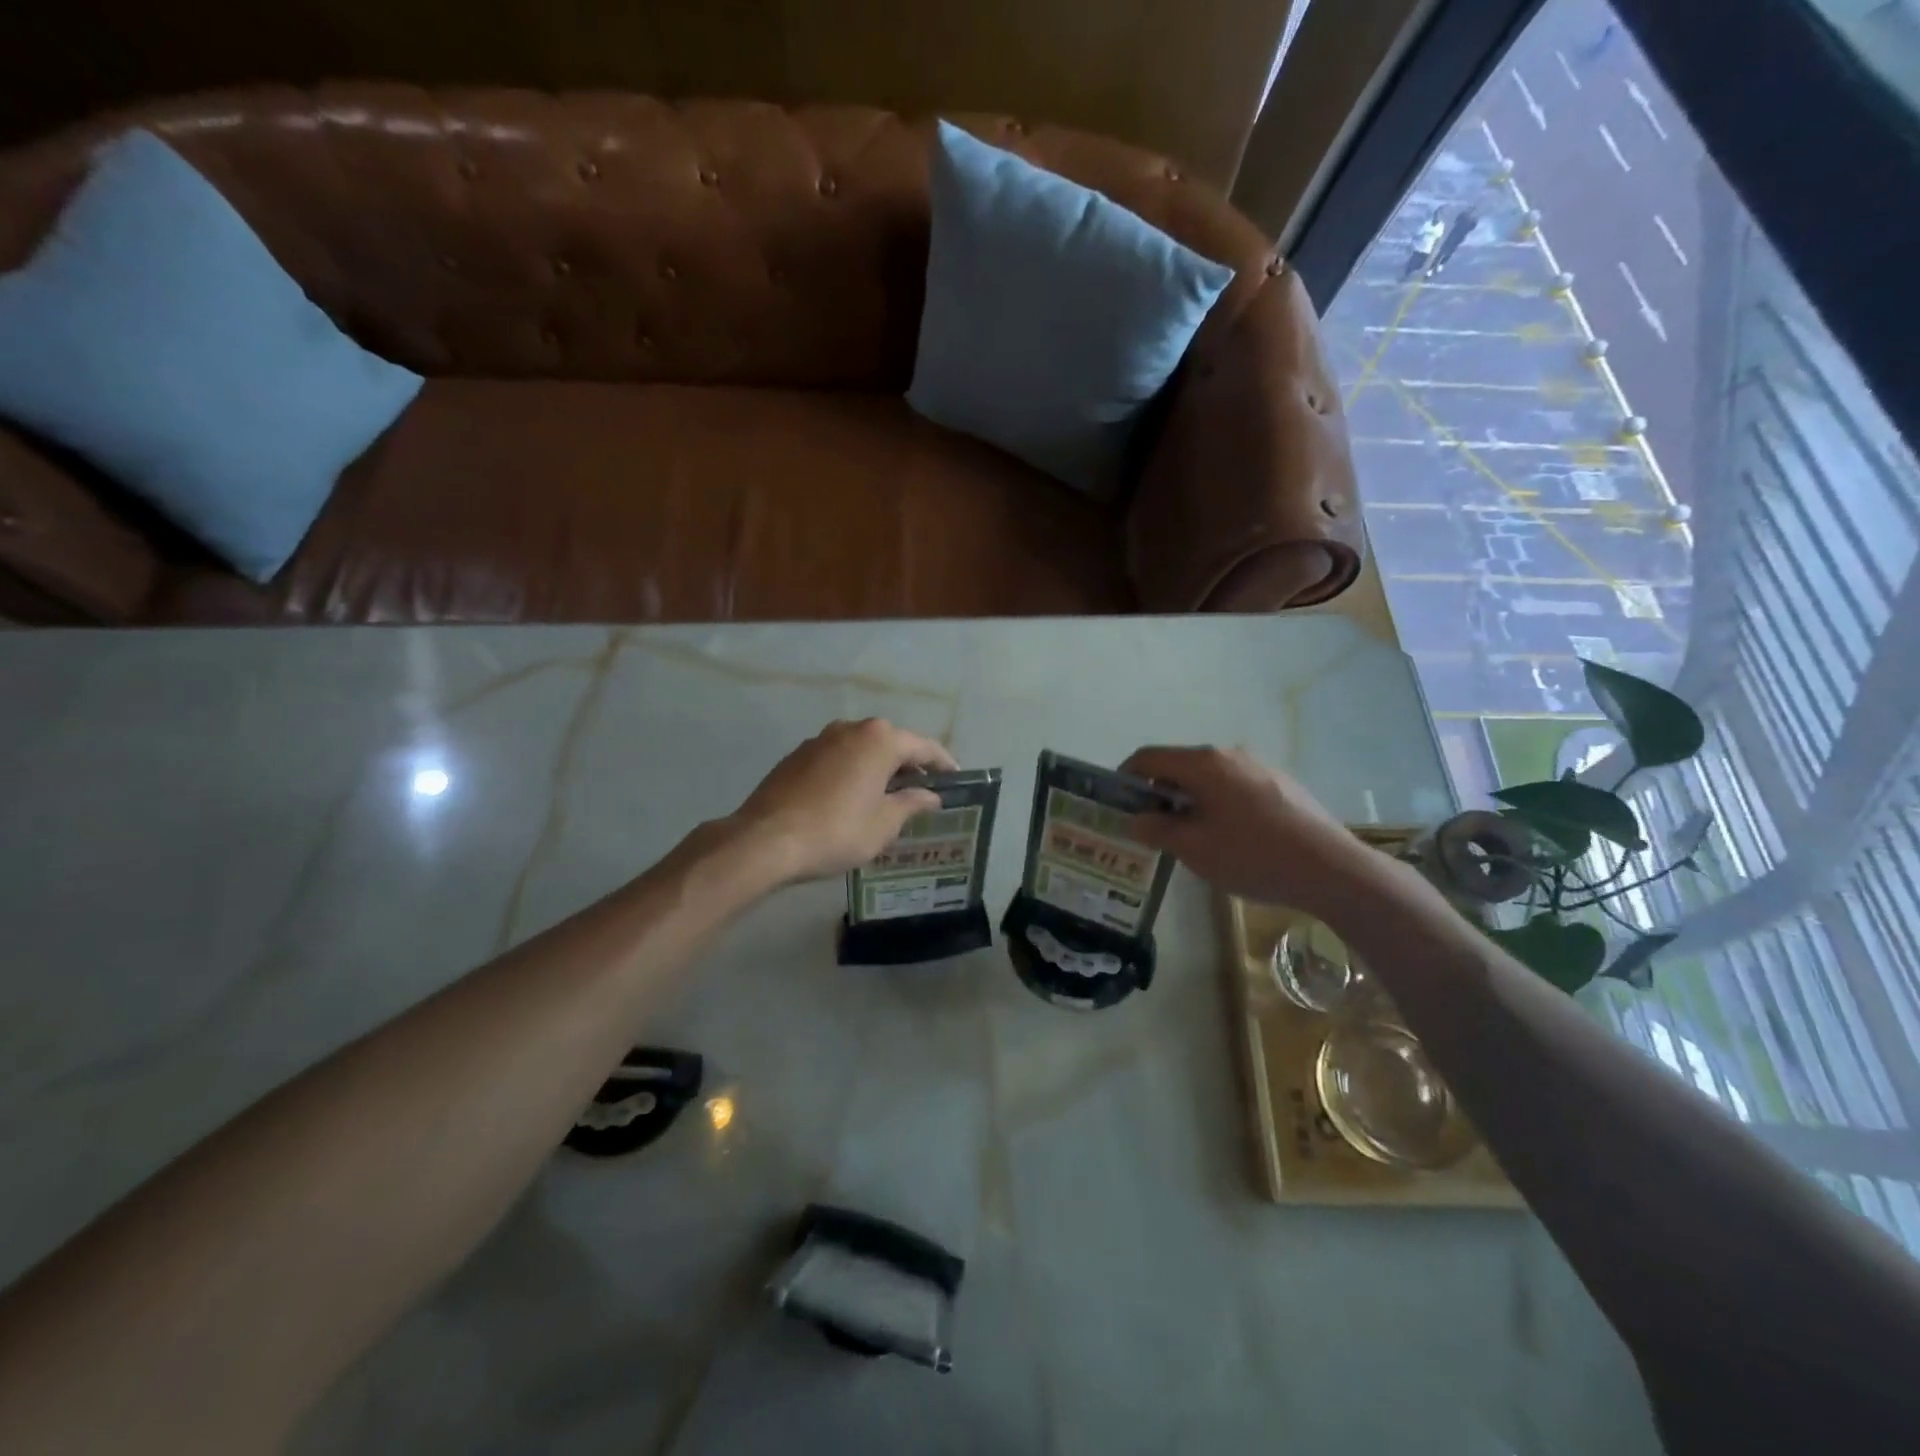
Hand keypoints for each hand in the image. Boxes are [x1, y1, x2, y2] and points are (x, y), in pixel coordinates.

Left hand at [728, 719, 958, 883]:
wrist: (765, 840)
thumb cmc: (836, 831)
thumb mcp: (884, 824)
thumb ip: (911, 803)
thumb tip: (930, 795)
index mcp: (880, 739)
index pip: (924, 747)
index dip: (943, 764)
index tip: (956, 780)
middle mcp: (851, 729)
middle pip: (892, 743)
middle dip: (909, 765)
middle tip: (924, 792)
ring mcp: (820, 739)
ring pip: (862, 749)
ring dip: (879, 768)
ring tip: (888, 796)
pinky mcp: (797, 756)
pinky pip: (838, 758)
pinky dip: (852, 772)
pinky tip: (852, 798)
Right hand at [1119, 745, 1376, 912]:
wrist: (1332, 870)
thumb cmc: (1252, 855)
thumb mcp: (1193, 848)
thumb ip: (1157, 829)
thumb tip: (1137, 819)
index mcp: (1203, 763)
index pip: (1148, 757)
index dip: (1125, 777)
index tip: (1116, 803)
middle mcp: (1230, 755)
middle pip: (1179, 765)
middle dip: (1157, 793)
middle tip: (1148, 827)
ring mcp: (1260, 768)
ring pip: (1209, 778)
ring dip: (1188, 800)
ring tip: (1187, 836)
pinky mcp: (1282, 786)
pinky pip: (1234, 788)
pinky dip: (1217, 804)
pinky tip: (1228, 838)